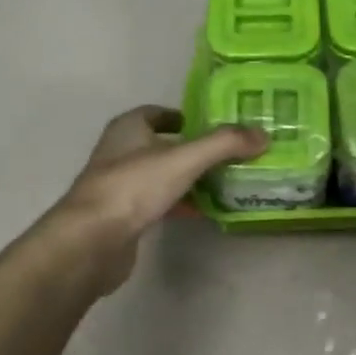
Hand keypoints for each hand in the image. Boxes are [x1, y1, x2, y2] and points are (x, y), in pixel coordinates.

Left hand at [46, 106, 266, 295]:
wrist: (92, 241)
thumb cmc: (133, 187)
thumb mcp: (184, 159)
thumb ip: (224, 144)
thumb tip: (263, 135)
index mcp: (128, 129)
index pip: (157, 113)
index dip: (184, 117)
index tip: (213, 126)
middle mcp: (120, 153)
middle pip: (162, 145)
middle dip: (193, 150)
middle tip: (229, 155)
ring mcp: (120, 187)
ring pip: (162, 176)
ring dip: (188, 178)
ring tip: (225, 182)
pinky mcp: (123, 217)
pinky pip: (158, 203)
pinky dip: (180, 204)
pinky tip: (203, 211)